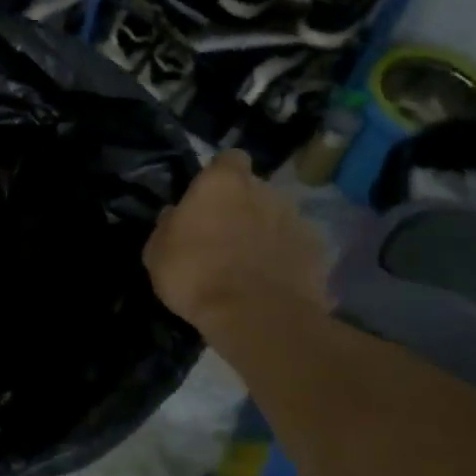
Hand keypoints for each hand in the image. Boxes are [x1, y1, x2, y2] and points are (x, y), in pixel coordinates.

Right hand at [143, 151, 328, 327]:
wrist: (256, 317)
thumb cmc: (196, 275)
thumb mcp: (157, 252)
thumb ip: (169, 225)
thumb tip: (176, 215)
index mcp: (223, 182)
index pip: (229, 159)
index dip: (220, 175)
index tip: (208, 197)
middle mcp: (265, 190)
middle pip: (255, 189)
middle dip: (243, 206)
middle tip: (224, 236)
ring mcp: (296, 219)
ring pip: (278, 217)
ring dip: (265, 232)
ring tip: (250, 263)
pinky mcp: (318, 251)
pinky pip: (296, 247)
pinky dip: (286, 258)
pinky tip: (272, 282)